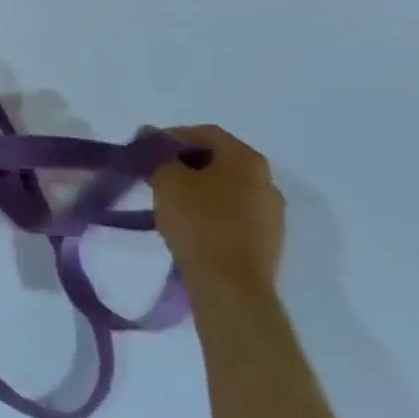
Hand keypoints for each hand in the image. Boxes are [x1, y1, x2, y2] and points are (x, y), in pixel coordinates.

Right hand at [151, 124, 284, 294]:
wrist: (230, 284)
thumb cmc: (198, 221)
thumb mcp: (167, 179)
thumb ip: (159, 155)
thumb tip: (152, 138)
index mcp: (247, 159)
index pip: (206, 133)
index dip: (172, 136)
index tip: (146, 150)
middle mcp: (267, 180)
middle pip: (220, 159)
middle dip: (185, 162)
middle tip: (155, 173)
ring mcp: (272, 212)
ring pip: (228, 188)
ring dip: (199, 187)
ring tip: (170, 200)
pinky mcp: (268, 240)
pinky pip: (235, 213)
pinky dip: (212, 210)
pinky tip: (191, 223)